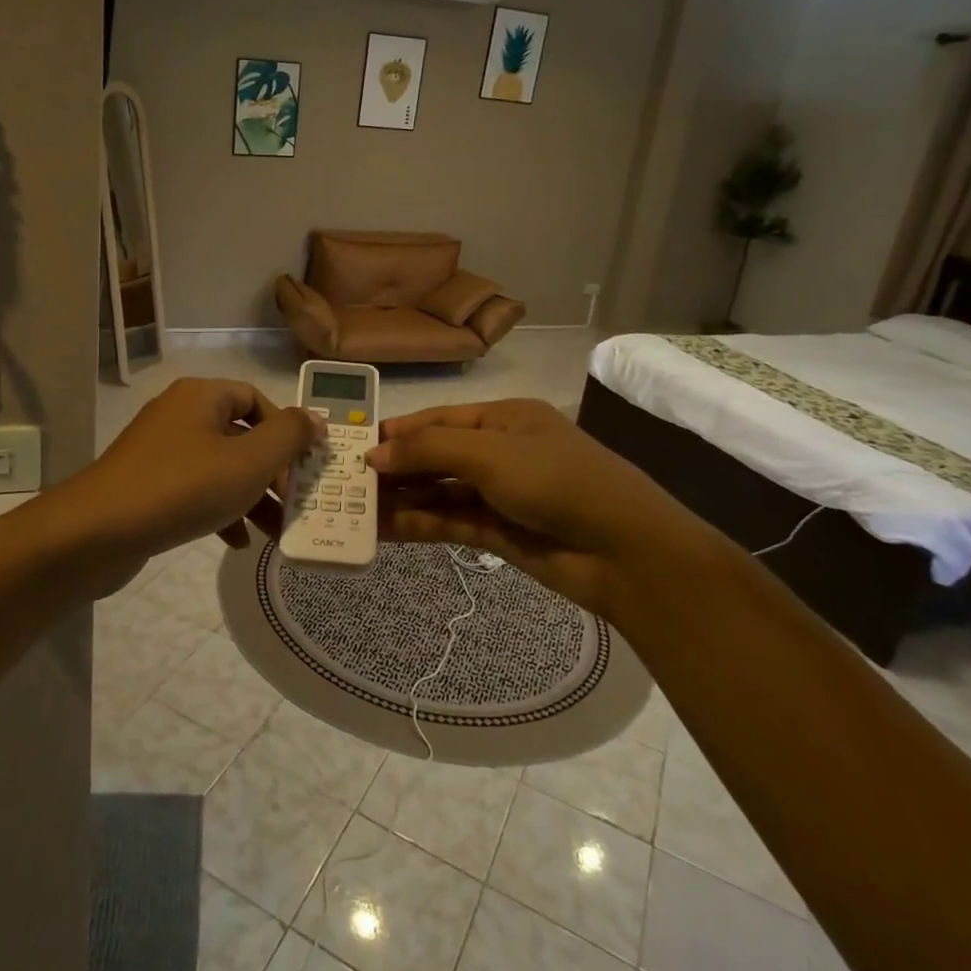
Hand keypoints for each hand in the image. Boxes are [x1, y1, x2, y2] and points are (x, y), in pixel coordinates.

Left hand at [55, 378, 315, 595]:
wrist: (97, 532)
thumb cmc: (183, 487)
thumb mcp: (249, 461)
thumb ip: (289, 436)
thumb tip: (314, 419)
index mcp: (201, 396)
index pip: (255, 399)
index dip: (285, 430)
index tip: (304, 465)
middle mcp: (179, 415)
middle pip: (239, 435)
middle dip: (271, 471)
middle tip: (295, 502)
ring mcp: (159, 451)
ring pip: (219, 467)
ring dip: (250, 496)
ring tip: (275, 531)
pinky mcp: (146, 485)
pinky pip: (194, 489)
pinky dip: (220, 510)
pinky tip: (236, 542)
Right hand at [367, 398, 718, 617]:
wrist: (625, 552)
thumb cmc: (557, 481)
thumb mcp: (491, 453)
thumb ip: (429, 449)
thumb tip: (374, 453)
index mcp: (504, 418)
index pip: (437, 420)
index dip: (397, 432)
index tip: (354, 446)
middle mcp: (499, 452)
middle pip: (435, 456)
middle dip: (394, 468)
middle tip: (345, 484)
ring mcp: (499, 494)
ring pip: (439, 492)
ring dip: (401, 499)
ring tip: (354, 510)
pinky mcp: (499, 533)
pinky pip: (450, 523)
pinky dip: (419, 524)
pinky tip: (385, 530)